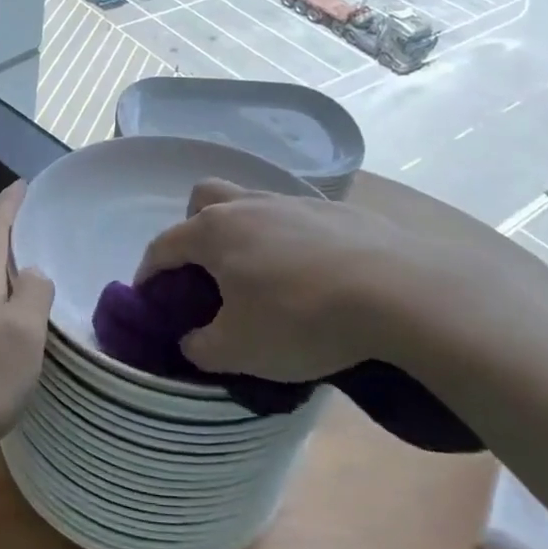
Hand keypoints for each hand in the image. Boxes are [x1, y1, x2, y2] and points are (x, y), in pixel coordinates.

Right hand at [135, 173, 547, 383]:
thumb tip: (192, 340)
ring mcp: (296, 202)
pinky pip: (297, 218)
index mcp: (214, 231)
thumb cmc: (300, 318)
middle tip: (207, 271)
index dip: (149, 272)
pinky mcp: (338, 211)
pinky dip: (290, 240)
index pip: (163, 245)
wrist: (398, 292)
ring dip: (244, 232)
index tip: (150, 298)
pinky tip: (311, 274)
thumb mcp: (239, 350)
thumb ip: (201, 347)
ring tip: (262, 274)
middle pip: (204, 198)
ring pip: (252, 203)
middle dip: (193, 229)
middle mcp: (249, 205)